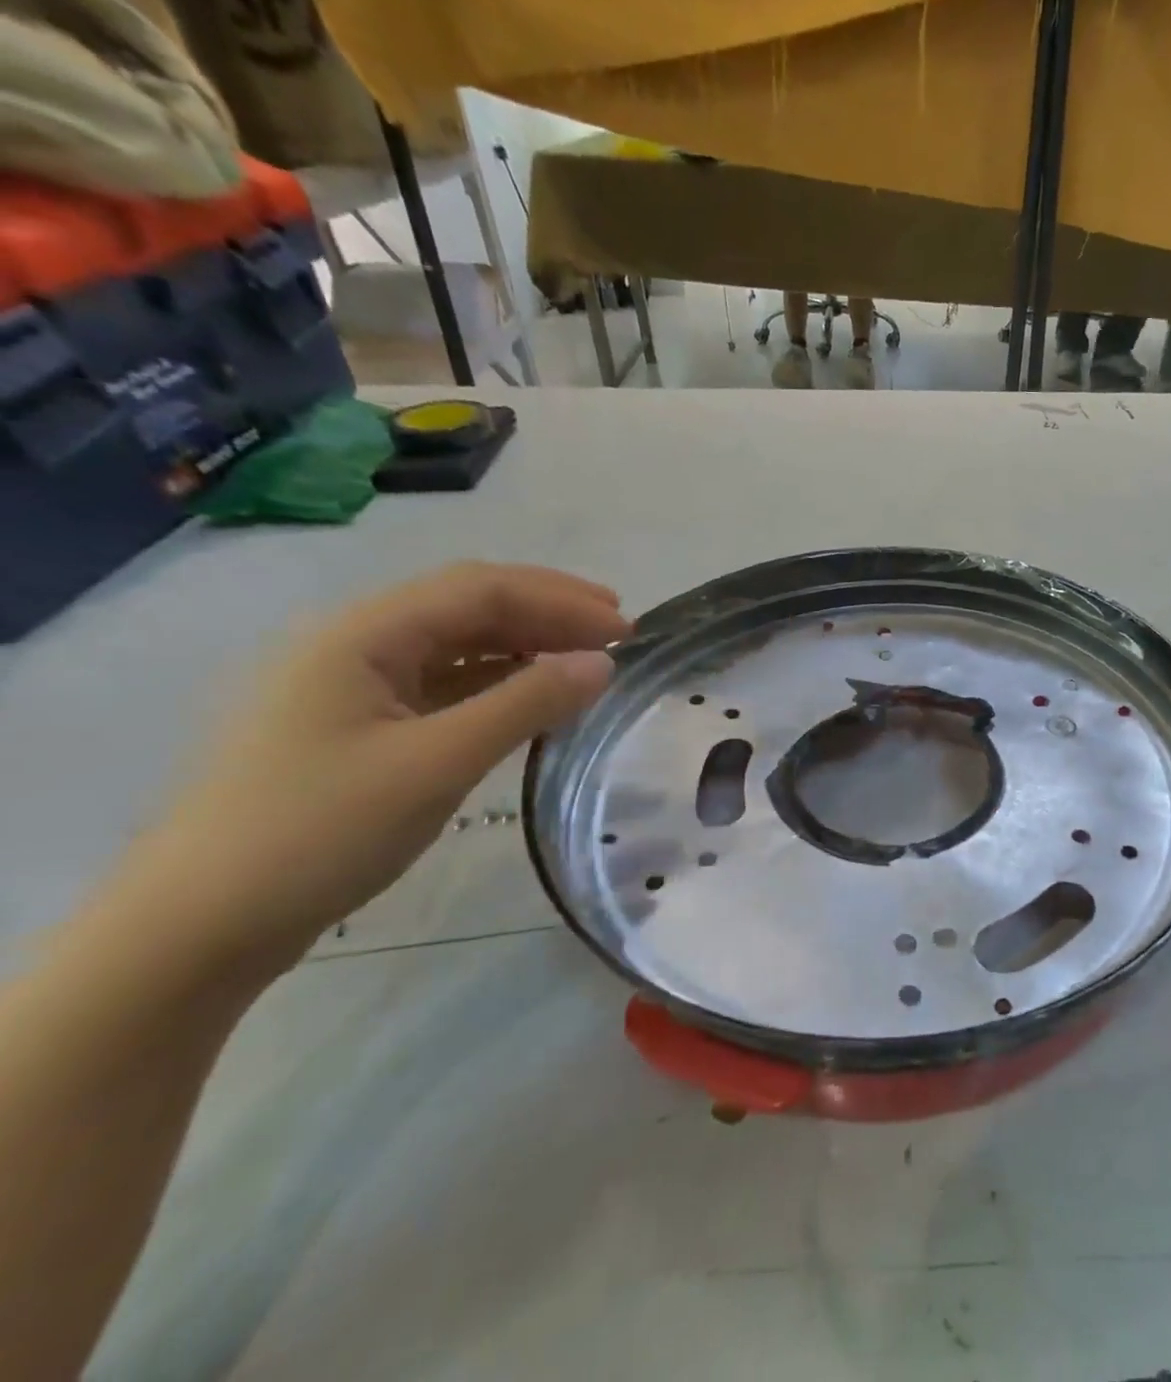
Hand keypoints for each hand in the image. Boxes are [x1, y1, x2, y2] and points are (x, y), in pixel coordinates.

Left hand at [132, 563, 629, 968]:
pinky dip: (496, 681)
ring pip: (455, 643)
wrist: (195, 929)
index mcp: (361, 635)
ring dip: (525, 643)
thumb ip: (526, 704)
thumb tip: (602, 663)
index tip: (626, 630)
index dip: (561, 601)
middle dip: (548, 610)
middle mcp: (353, 644)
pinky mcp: (356, 727)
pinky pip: (442, 684)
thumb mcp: (437, 763)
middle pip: (467, 604)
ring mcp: (351, 686)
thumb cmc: (316, 833)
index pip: (480, 590)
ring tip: (585, 659)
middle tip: (618, 631)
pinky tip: (530, 696)